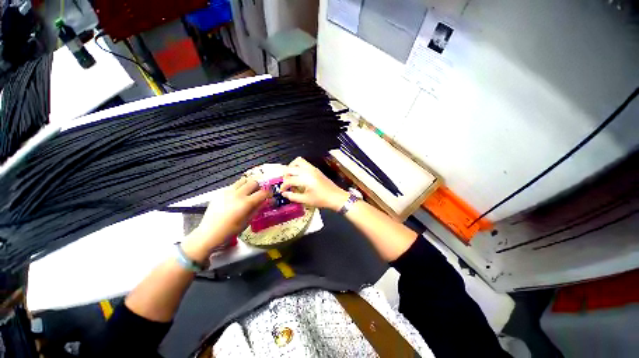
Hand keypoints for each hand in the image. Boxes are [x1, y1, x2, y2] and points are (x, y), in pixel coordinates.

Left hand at [182, 177, 268, 261]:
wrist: (209, 233)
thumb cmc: (230, 230)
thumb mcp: (247, 221)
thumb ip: (258, 209)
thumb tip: (267, 202)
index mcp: (246, 203)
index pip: (263, 193)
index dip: (269, 193)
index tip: (271, 196)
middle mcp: (238, 194)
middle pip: (254, 183)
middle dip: (260, 187)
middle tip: (260, 193)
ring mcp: (228, 192)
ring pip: (243, 180)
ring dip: (249, 185)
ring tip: (249, 192)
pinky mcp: (220, 192)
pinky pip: (233, 185)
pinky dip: (239, 188)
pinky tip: (237, 197)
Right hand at [280, 157, 348, 210]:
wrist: (335, 197)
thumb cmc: (322, 200)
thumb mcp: (306, 200)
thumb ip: (293, 196)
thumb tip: (284, 193)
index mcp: (305, 179)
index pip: (289, 180)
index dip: (283, 186)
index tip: (282, 191)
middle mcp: (308, 171)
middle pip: (290, 168)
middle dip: (285, 175)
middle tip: (285, 183)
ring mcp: (312, 168)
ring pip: (298, 161)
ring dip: (291, 167)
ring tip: (290, 176)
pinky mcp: (315, 169)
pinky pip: (304, 163)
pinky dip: (298, 166)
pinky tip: (298, 175)